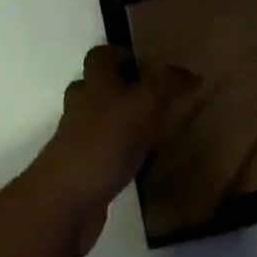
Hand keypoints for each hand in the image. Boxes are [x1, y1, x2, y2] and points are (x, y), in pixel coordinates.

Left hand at [29, 47, 198, 254]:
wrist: (65, 202)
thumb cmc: (103, 143)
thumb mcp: (142, 106)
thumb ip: (166, 86)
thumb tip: (191, 72)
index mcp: (94, 84)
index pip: (101, 55)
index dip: (121, 54)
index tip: (148, 65)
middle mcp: (82, 107)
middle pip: (96, 87)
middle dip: (121, 88)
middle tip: (154, 96)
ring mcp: (79, 140)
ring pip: (99, 119)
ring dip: (121, 120)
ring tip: (153, 127)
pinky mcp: (83, 170)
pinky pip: (103, 151)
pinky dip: (120, 152)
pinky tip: (142, 161)